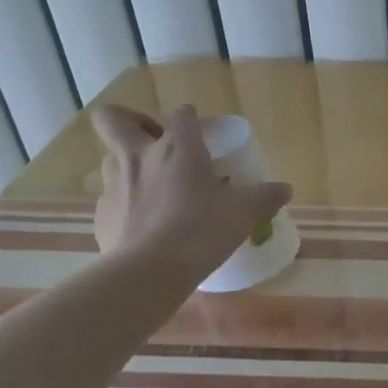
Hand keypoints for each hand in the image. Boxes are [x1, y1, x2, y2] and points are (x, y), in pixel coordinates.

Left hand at [90, 104, 291, 281]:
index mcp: (177, 148)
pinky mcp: (101, 215)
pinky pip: (111, 199)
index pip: (182, 114)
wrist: (149, 272)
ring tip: (153, 186)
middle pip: (114, 118)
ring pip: (110, 158)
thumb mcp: (243, 213)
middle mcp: (138, 156)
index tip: (200, 130)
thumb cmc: (200, 230)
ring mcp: (113, 185)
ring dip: (128, 164)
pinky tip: (145, 224)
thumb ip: (264, 197)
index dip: (191, 117)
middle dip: (130, 120)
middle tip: (153, 141)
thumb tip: (285, 189)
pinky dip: (126, 204)